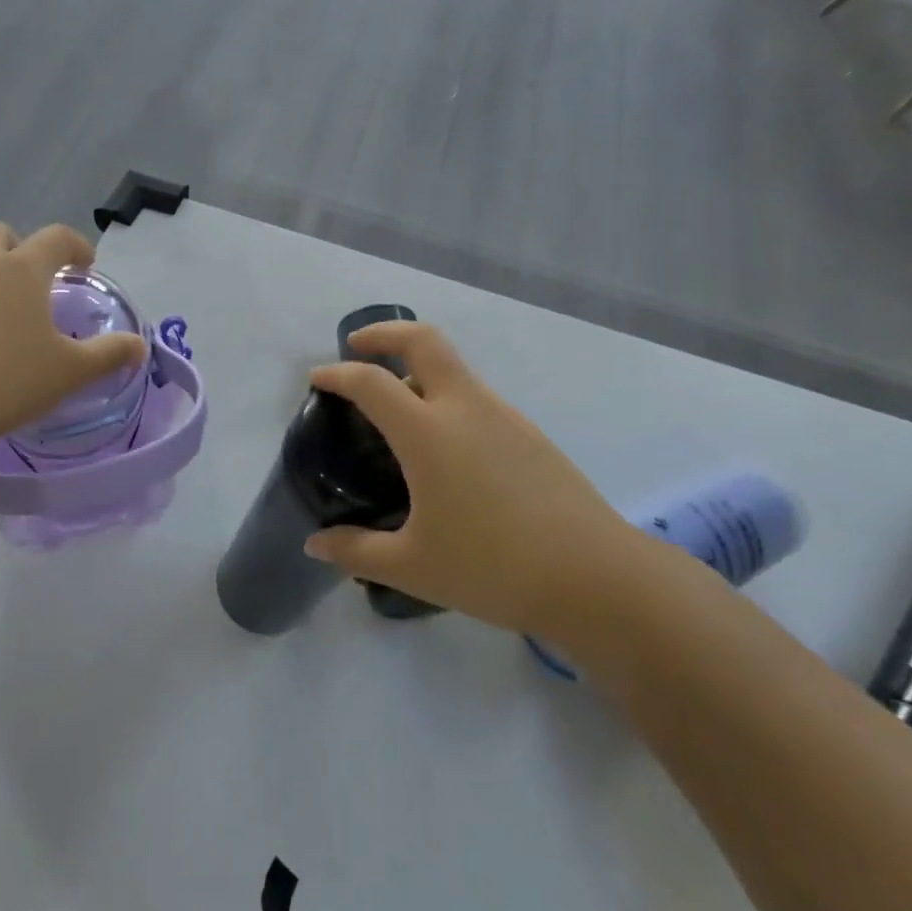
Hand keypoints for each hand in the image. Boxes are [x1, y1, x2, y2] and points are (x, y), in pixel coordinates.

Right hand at [303, 322, 645, 640]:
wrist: (595, 577)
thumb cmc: (493, 568)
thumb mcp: (413, 567)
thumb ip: (356, 551)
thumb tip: (315, 545)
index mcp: (428, 432)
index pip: (371, 382)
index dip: (338, 373)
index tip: (317, 378)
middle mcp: (465, 407)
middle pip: (422, 340)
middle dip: (384, 333)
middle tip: (358, 347)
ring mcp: (503, 415)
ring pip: (453, 367)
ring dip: (418, 368)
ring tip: (397, 409)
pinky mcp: (529, 432)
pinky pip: (476, 396)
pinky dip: (446, 398)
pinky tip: (445, 447)